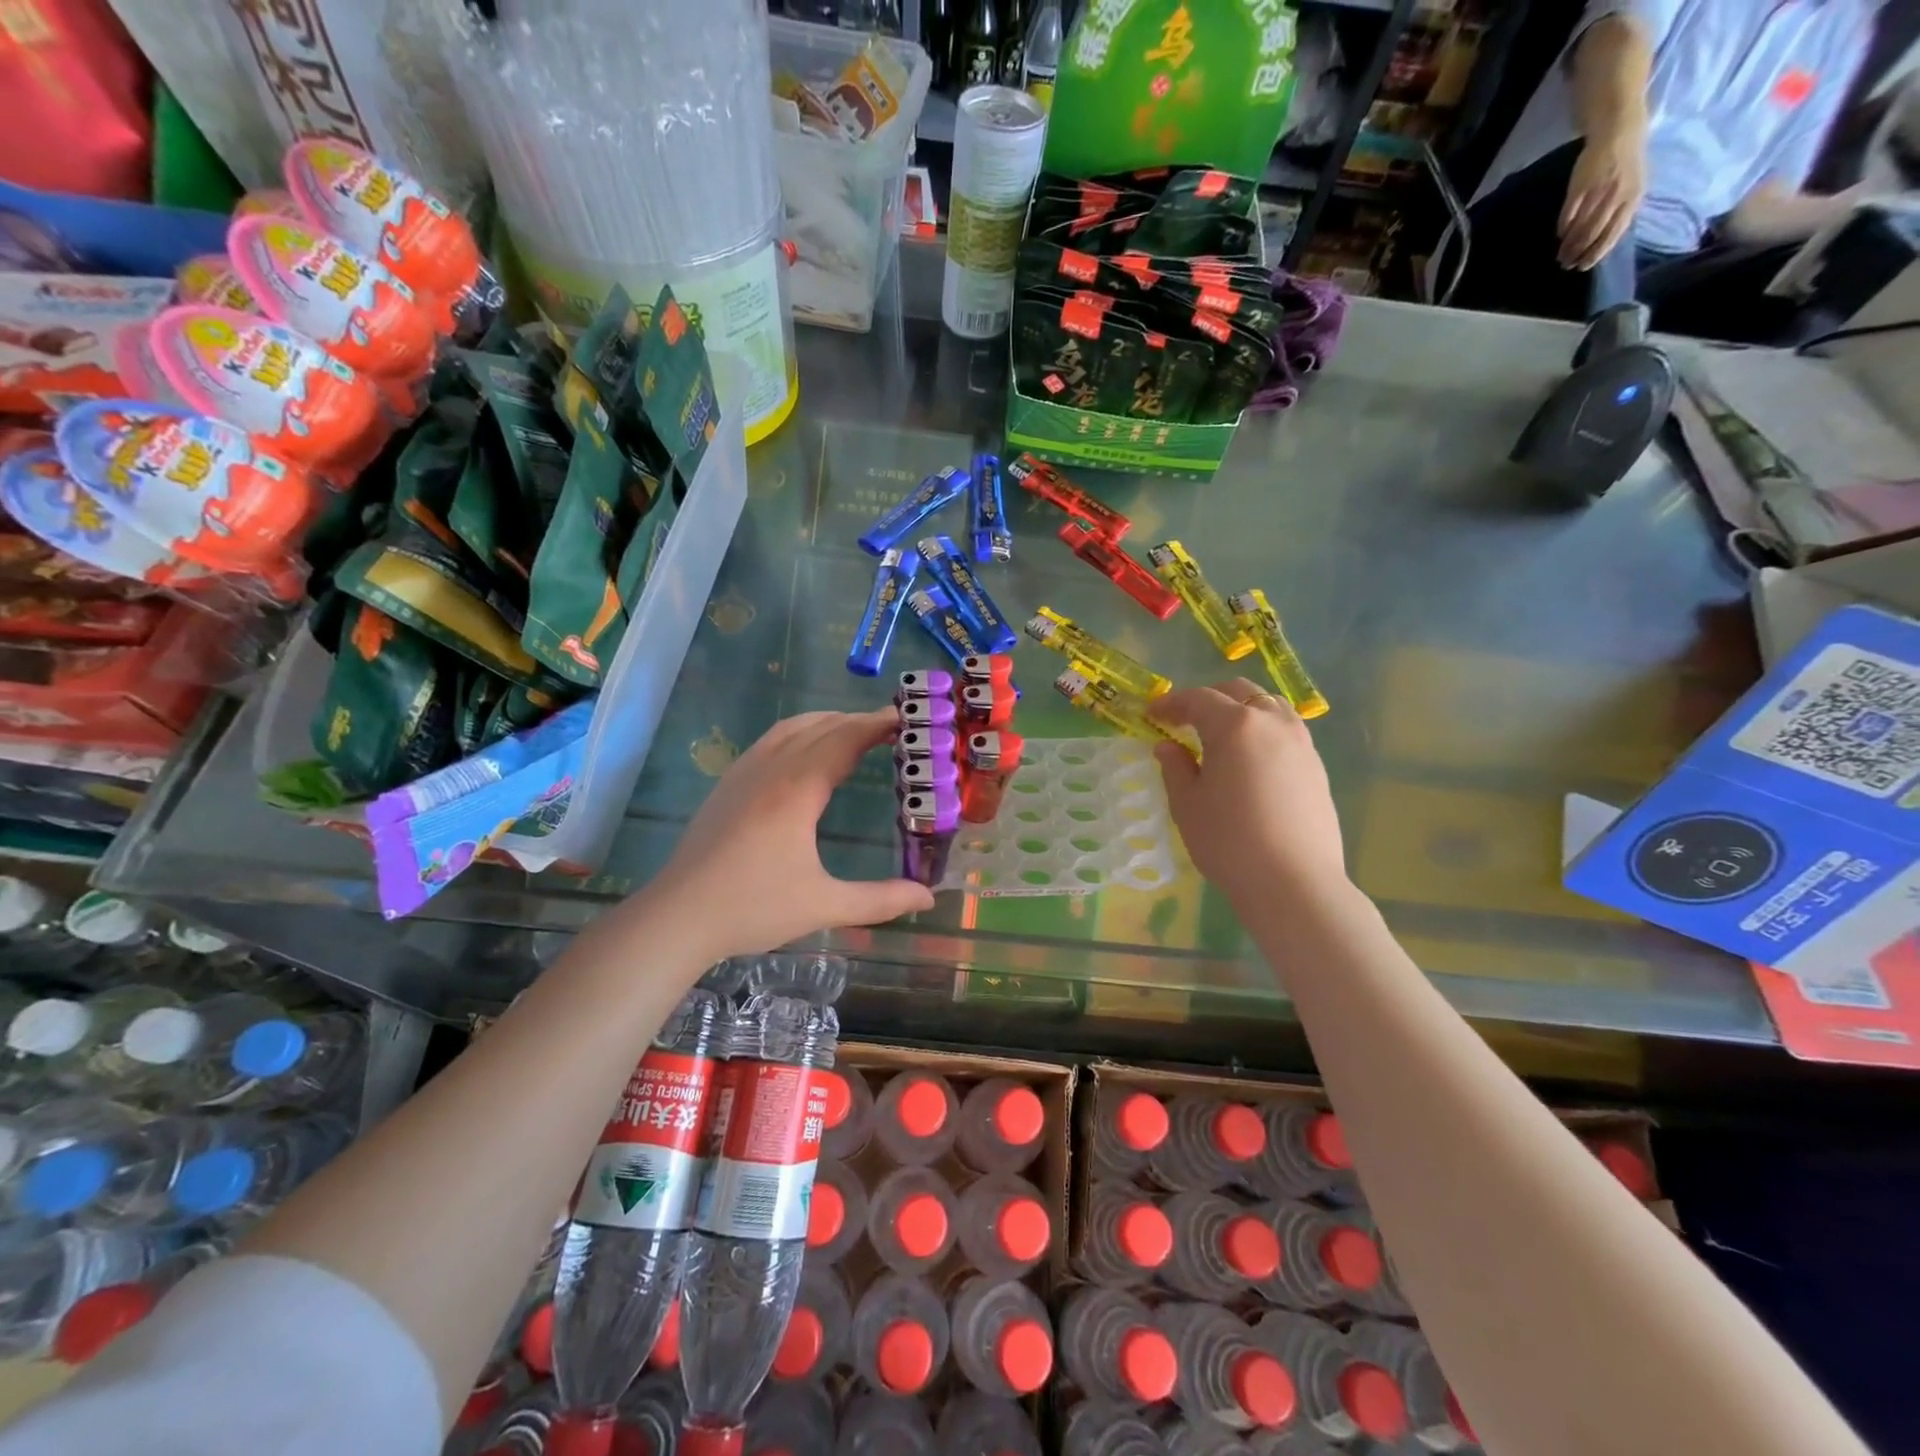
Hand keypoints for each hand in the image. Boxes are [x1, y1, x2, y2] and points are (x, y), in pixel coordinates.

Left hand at [643, 709, 933, 961]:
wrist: (677, 917)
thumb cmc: (752, 908)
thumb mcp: (823, 905)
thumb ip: (879, 900)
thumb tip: (928, 897)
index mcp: (796, 790)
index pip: (844, 739)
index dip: (876, 724)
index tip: (905, 718)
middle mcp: (770, 770)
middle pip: (819, 727)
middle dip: (856, 720)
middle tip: (890, 727)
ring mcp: (743, 774)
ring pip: (790, 728)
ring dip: (825, 722)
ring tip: (853, 732)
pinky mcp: (726, 786)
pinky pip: (770, 742)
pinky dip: (799, 734)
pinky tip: (804, 756)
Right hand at [1149, 681, 1346, 907]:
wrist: (1294, 883)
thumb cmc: (1228, 841)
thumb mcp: (1187, 804)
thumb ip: (1175, 768)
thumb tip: (1168, 747)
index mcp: (1235, 726)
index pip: (1198, 699)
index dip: (1171, 704)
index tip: (1152, 715)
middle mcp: (1272, 723)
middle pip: (1239, 692)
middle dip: (1208, 699)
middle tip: (1185, 719)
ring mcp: (1301, 743)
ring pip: (1269, 706)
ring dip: (1241, 710)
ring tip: (1221, 734)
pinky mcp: (1316, 767)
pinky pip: (1286, 731)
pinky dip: (1262, 731)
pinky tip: (1250, 759)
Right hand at [1558, 127, 1645, 269]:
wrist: (1619, 131)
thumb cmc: (1626, 162)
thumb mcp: (1633, 186)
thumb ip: (1620, 210)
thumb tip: (1602, 238)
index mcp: (1633, 197)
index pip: (1613, 233)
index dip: (1596, 253)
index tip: (1583, 267)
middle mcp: (1616, 196)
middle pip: (1594, 234)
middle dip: (1578, 252)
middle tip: (1567, 264)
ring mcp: (1597, 192)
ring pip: (1580, 228)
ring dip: (1568, 245)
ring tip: (1560, 255)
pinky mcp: (1580, 188)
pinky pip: (1569, 215)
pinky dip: (1563, 228)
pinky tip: (1560, 234)